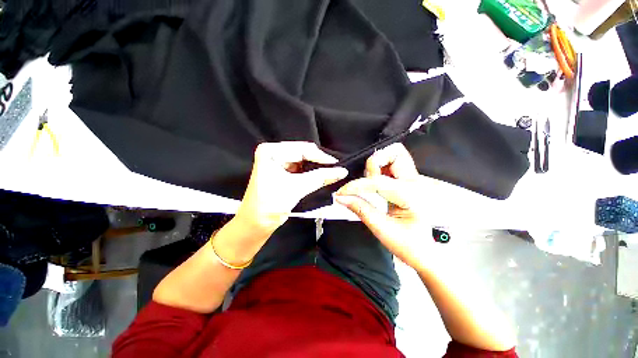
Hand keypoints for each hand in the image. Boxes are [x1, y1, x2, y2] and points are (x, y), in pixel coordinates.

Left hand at [236, 142, 347, 233]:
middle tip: (336, 169)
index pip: (302, 149)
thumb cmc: (269, 205)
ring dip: (316, 168)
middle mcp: (274, 153)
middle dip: (319, 162)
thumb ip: (320, 177)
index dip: (321, 157)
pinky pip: (301, 169)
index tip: (337, 164)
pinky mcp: (283, 172)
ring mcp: (278, 162)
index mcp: (270, 151)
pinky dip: (311, 173)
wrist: (256, 224)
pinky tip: (321, 176)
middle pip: (303, 153)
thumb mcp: (296, 188)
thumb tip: (341, 171)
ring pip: (304, 161)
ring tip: (331, 172)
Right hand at [335, 143, 431, 269]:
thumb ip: (360, 209)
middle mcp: (416, 183)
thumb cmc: (408, 244)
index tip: (342, 193)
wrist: (423, 251)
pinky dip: (380, 168)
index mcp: (411, 196)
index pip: (378, 181)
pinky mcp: (408, 182)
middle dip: (375, 162)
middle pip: (396, 153)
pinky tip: (374, 182)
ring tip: (369, 181)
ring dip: (378, 164)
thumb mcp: (381, 229)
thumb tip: (342, 197)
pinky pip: (393, 165)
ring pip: (395, 156)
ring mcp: (414, 181)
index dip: (356, 185)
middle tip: (364, 178)